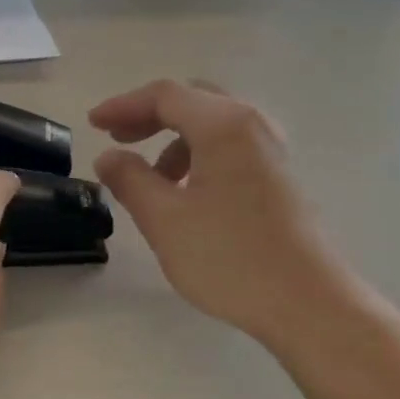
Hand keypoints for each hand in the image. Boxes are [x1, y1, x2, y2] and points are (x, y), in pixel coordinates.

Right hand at [91, 80, 349, 344]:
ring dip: (175, 140)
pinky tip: (187, 193)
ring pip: (213, 125)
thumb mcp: (164, 219)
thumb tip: (109, 157)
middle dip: (150, 116)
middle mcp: (253, 126)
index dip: (123, 106)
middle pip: (193, 101)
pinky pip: (231, 147)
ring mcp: (272, 151)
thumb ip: (130, 179)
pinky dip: (199, 156)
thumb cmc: (229, 257)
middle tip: (119, 140)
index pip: (165, 96)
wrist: (306, 302)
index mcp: (224, 126)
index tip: (92, 125)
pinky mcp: (279, 177)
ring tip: (151, 179)